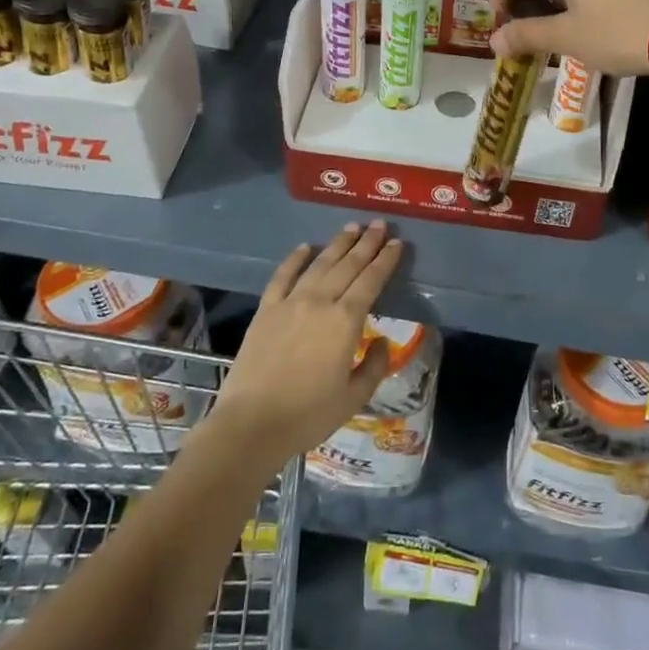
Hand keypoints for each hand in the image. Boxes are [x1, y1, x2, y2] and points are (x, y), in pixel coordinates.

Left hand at [207, 222, 402, 466]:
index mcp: (345, 321)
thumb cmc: (308, 415)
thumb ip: (374, 366)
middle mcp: (320, 302)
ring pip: (319, 264)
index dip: (386, 261)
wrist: (251, 424)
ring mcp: (290, 302)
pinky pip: (283, 276)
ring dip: (338, 244)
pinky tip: (305, 247)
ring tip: (352, 227)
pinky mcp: (266, 309)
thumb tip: (382, 341)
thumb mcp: (353, 398)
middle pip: (348, 265)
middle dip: (367, 243)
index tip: (397, 244)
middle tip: (380, 224)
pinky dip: (295, 258)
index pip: (371, 281)